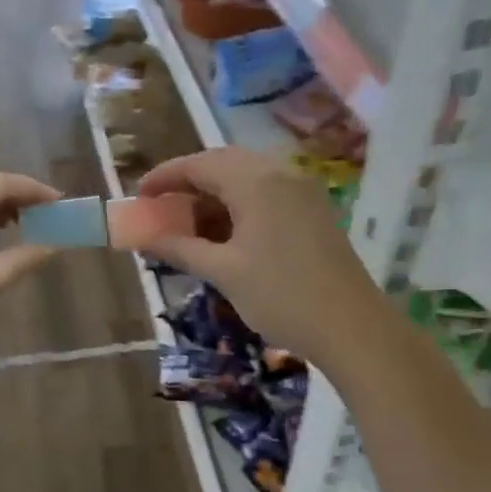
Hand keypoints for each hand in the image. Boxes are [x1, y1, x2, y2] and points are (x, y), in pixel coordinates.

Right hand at [139, 148, 383, 366]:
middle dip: (187, 185)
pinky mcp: (312, 212)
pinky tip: (221, 236)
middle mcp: (280, 175)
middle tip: (160, 210)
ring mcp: (301, 192)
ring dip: (212, 198)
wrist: (351, 327)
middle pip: (223, 165)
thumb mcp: (223, 272)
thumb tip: (145, 237)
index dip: (164, 177)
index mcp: (255, 182)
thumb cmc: (280, 296)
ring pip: (245, 181)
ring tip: (186, 227)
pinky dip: (236, 208)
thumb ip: (181, 248)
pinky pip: (265, 196)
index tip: (138, 197)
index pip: (199, 164)